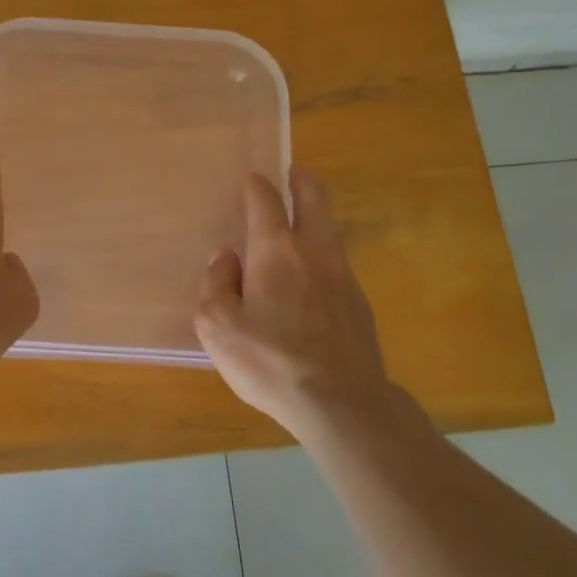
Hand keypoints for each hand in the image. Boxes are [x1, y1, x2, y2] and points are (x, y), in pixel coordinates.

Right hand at [195, 167, 408, 437]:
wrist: (341, 403)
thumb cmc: (270, 361)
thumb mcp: (217, 326)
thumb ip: (216, 284)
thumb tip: (226, 259)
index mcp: (276, 250)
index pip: (266, 201)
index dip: (256, 186)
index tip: (251, 180)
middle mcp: (314, 252)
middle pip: (315, 200)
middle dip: (303, 181)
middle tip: (294, 172)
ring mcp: (344, 277)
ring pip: (331, 231)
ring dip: (317, 216)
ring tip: (302, 220)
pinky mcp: (360, 305)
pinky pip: (338, 265)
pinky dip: (324, 256)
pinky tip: (313, 278)